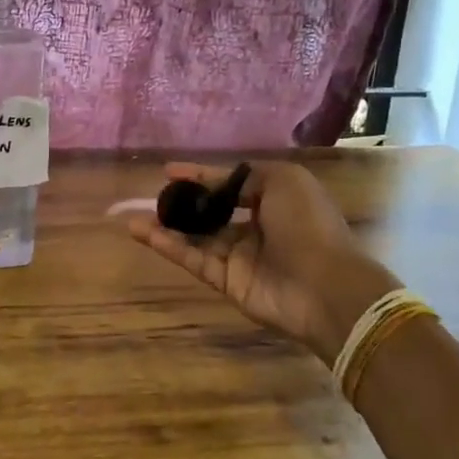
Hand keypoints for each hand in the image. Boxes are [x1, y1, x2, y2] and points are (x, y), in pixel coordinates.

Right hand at [125, 162, 388, 364]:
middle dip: (183, 204)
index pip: (232, 185)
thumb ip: (245, 176)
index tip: (170, 172)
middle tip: (154, 197)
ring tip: (133, 217)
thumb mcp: (283, 180)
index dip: (202, 177)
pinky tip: (143, 232)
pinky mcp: (227, 281)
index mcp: (275, 201)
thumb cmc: (307, 224)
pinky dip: (168, 247)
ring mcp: (241, 257)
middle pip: (212, 213)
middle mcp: (256, 228)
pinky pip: (193, 259)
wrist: (325, 286)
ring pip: (197, 238)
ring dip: (167, 227)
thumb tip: (212, 179)